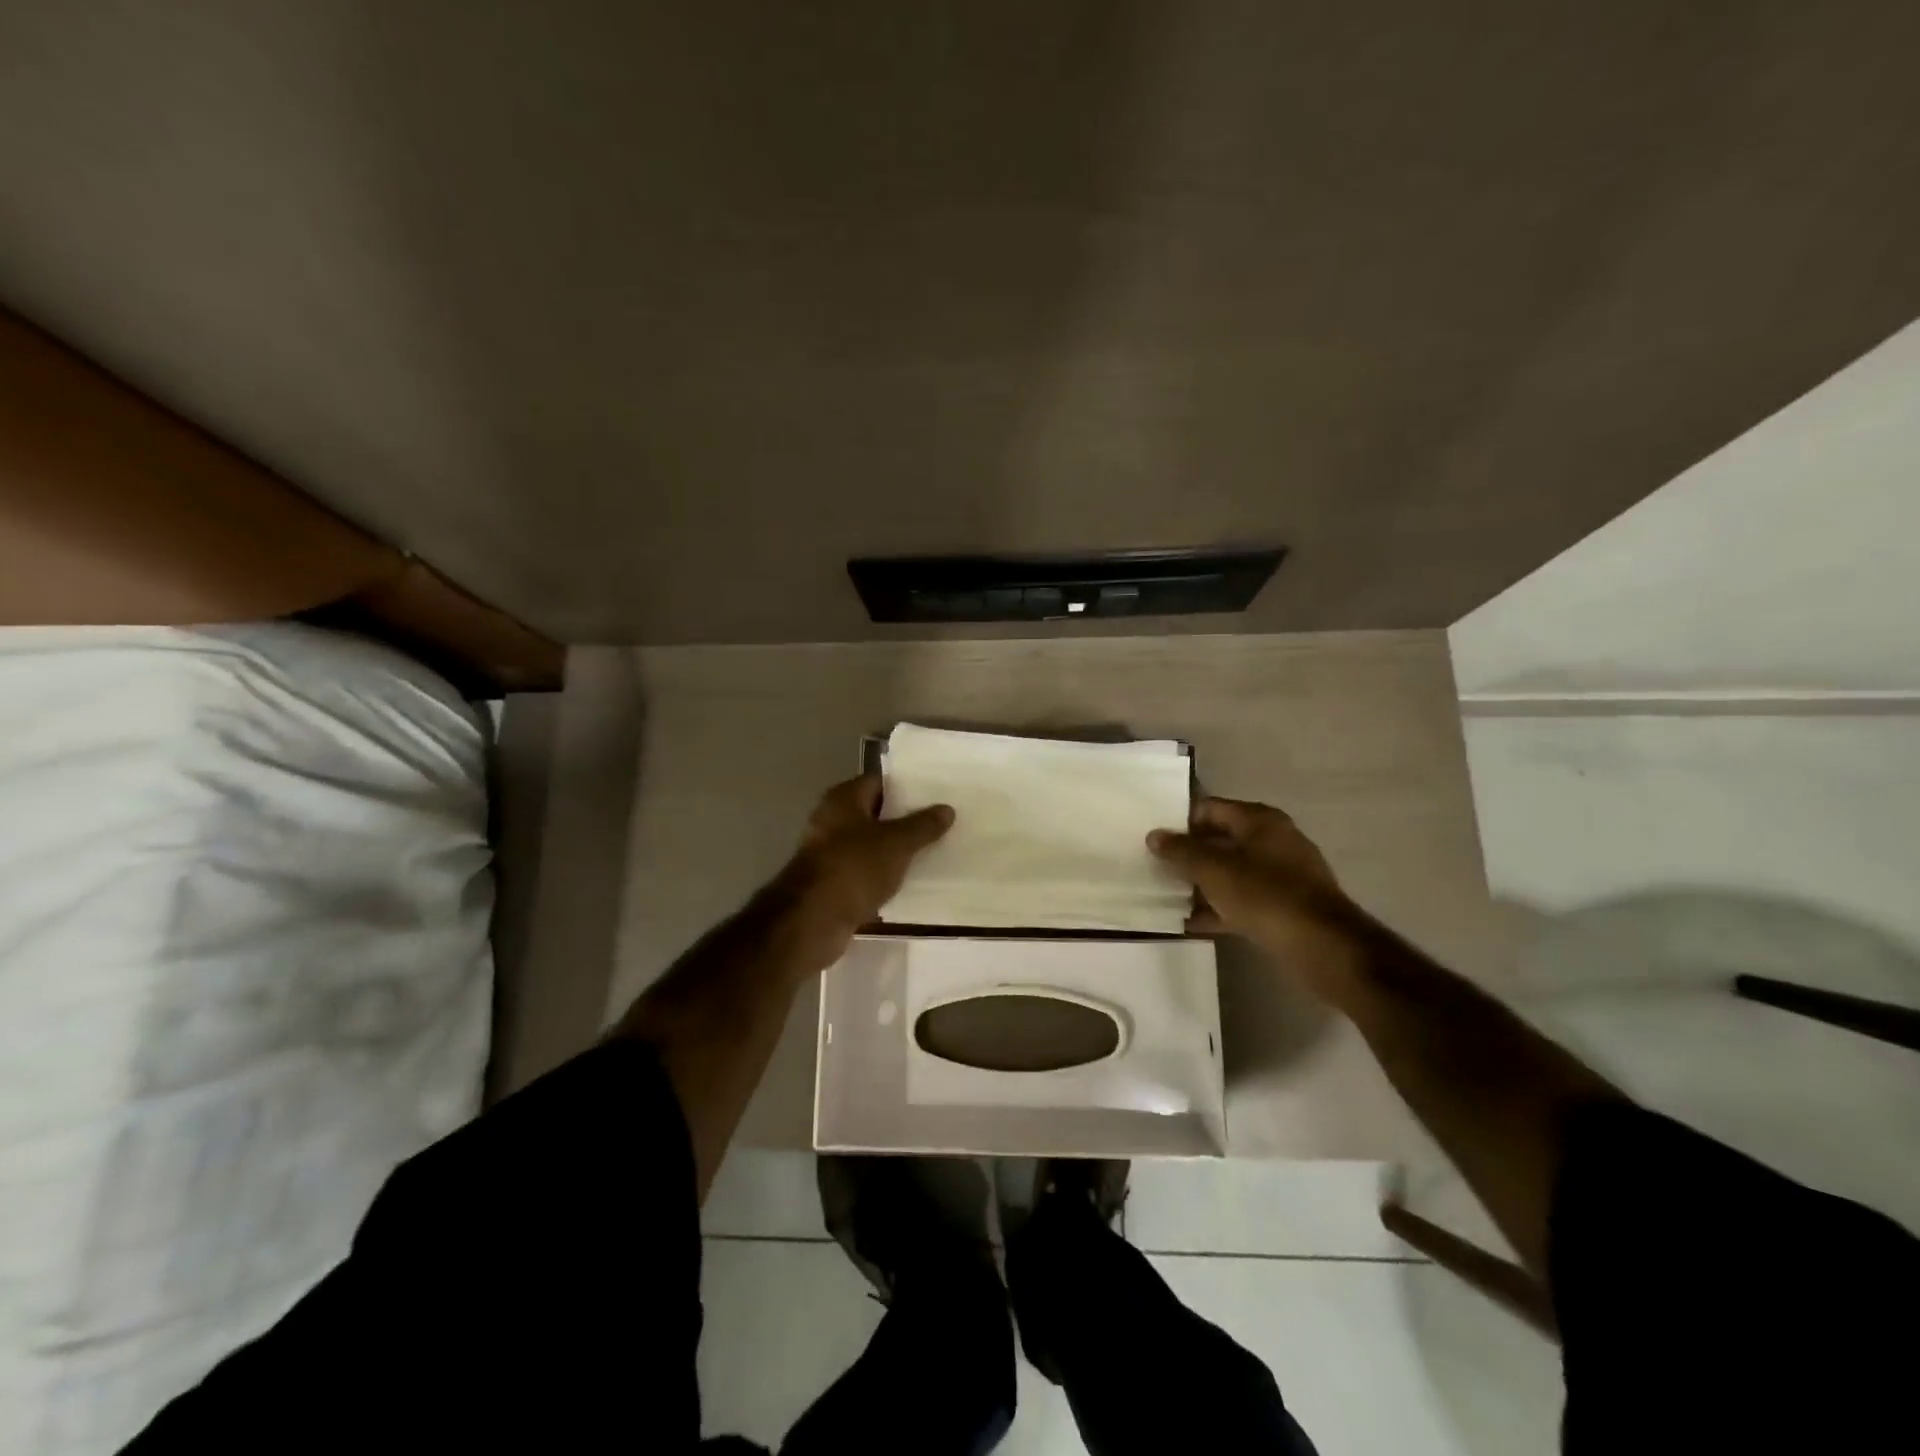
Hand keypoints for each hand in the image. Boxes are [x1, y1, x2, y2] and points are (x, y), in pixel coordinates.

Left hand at [770, 774, 953, 968]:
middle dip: (906, 819)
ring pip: (872, 845)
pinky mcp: (832, 883)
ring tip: (934, 851)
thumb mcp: (897, 843)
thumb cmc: (854, 867)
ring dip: (896, 850)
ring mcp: (830, 853)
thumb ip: (923, 825)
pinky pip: (865, 872)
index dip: (908, 787)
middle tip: (942, 823)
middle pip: (876, 813)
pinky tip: (910, 881)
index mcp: (843, 799)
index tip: (936, 795)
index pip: (880, 782)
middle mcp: (832, 820)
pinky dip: (884, 875)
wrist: (813, 920)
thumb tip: (946, 809)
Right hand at [1147, 796, 1348, 940]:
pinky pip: (1243, 900)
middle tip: (1155, 867)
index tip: (1154, 839)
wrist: (1322, 946)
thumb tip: (1154, 836)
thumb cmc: (1265, 895)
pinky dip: (1219, 907)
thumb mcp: (1214, 870)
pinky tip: (1191, 923)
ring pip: (1231, 872)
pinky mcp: (1285, 906)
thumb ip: (1181, 851)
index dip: (1180, 821)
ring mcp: (1282, 875)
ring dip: (1202, 883)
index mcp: (1259, 820)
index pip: (1210, 808)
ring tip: (1168, 896)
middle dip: (1189, 854)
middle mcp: (1273, 840)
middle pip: (1220, 840)